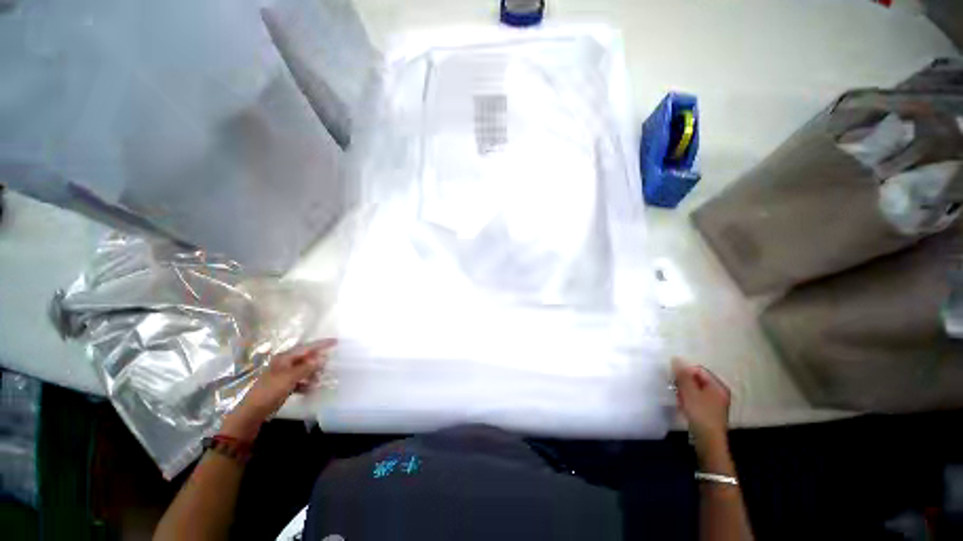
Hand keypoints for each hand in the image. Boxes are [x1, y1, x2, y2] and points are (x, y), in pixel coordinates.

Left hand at [221, 339, 336, 440]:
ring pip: (303, 370)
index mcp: (284, 358)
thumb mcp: (290, 378)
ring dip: (312, 373)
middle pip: (305, 358)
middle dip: (317, 360)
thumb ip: (307, 367)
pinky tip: (311, 389)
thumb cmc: (270, 391)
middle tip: (329, 363)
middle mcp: (284, 364)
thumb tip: (323, 357)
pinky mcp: (283, 386)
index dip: (321, 344)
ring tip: (321, 378)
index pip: (306, 347)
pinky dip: (306, 383)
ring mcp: (283, 375)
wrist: (252, 413)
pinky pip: (299, 381)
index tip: (335, 341)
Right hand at [673, 358, 730, 452]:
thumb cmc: (700, 413)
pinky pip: (697, 399)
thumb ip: (683, 375)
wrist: (708, 441)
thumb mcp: (689, 392)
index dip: (684, 372)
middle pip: (697, 379)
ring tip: (678, 398)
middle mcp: (719, 392)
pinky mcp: (709, 411)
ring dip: (684, 391)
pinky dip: (688, 399)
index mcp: (717, 386)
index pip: (698, 370)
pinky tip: (683, 406)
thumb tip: (676, 358)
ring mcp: (715, 403)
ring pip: (695, 390)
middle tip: (675, 388)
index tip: (674, 379)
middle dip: (684, 382)